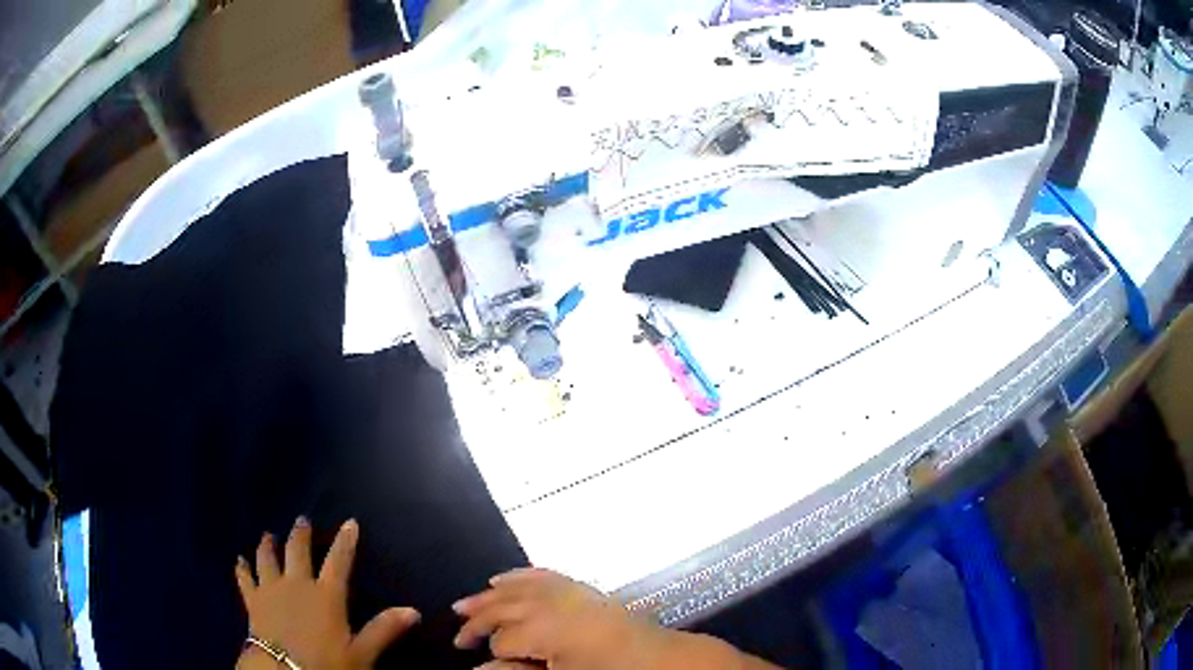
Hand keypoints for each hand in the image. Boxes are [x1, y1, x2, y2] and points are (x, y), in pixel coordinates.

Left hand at [235, 517, 419, 669]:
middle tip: (302, 520)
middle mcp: (297, 584)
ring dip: (268, 545)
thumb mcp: (361, 653)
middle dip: (301, 535)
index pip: (338, 562)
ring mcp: (271, 589)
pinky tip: (239, 560)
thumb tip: (413, 610)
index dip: (345, 542)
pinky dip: (242, 568)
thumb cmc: (326, 663)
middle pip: (298, 552)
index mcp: (326, 595)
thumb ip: (384, 629)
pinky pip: (245, 578)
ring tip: (268, 535)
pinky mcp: (253, 599)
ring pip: (268, 558)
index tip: (350, 522)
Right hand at [452, 568, 670, 669]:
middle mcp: (550, 604)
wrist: (660, 660)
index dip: (490, 652)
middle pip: (501, 608)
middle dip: (477, 621)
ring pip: (515, 589)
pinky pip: (541, 575)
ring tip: (464, 604)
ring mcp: (566, 592)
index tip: (476, 660)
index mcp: (544, 630)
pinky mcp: (580, 588)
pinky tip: (501, 578)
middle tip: (458, 636)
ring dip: (488, 596)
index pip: (501, 640)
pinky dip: (518, 576)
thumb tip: (480, 669)